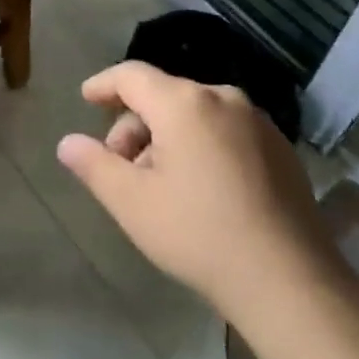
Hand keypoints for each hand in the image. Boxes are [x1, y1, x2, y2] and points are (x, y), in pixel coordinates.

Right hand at [56, 61, 338, 319]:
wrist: (291, 282)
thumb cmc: (200, 234)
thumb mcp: (132, 203)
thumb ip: (94, 165)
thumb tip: (68, 142)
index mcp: (183, 103)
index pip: (131, 76)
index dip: (103, 85)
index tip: (86, 98)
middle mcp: (222, 98)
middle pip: (163, 96)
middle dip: (135, 126)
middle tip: (122, 168)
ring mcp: (257, 122)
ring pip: (195, 115)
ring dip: (167, 138)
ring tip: (160, 185)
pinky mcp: (281, 148)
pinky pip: (225, 131)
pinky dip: (201, 146)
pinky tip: (201, 190)